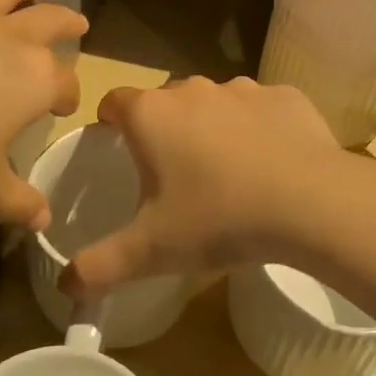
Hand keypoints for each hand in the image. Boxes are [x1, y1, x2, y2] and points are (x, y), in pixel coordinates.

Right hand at [65, 76, 339, 295]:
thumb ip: (99, 267)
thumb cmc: (217, 218)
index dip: (110, 120)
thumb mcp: (150, 251)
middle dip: (163, 128)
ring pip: (214, 102)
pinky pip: (261, 109)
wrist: (309, 202)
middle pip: (165, 101)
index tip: (115, 143)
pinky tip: (271, 163)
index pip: (114, 101)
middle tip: (172, 172)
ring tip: (225, 171)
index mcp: (151, 115)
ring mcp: (242, 89)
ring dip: (211, 126)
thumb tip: (65, 287)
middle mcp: (192, 89)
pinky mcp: (285, 96)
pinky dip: (259, 128)